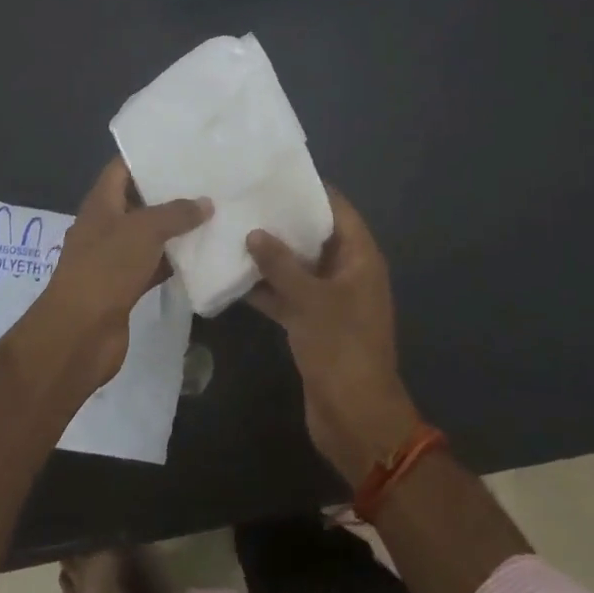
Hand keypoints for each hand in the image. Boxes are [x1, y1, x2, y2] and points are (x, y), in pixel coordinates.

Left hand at [33, 158, 209, 392]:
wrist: (79, 333)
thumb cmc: (106, 268)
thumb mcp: (143, 230)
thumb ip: (176, 213)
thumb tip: (205, 203)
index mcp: (100, 203)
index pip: (122, 168)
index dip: (147, 156)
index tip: (181, 148)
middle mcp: (106, 226)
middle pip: (138, 200)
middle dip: (169, 191)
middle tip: (207, 179)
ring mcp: (115, 257)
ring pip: (149, 235)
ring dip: (175, 228)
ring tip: (213, 211)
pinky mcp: (126, 286)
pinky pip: (154, 264)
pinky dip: (174, 260)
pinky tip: (204, 253)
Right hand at [247, 187, 421, 484]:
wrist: (355, 418)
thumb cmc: (341, 348)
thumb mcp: (309, 300)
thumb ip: (280, 264)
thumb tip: (255, 233)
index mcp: (360, 258)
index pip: (337, 209)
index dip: (310, 190)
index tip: (275, 174)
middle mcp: (348, 273)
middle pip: (315, 236)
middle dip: (283, 222)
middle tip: (246, 200)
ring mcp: (331, 300)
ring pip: (299, 267)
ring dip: (271, 256)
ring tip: (233, 231)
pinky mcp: (314, 325)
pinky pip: (290, 296)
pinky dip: (267, 289)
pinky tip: (233, 278)